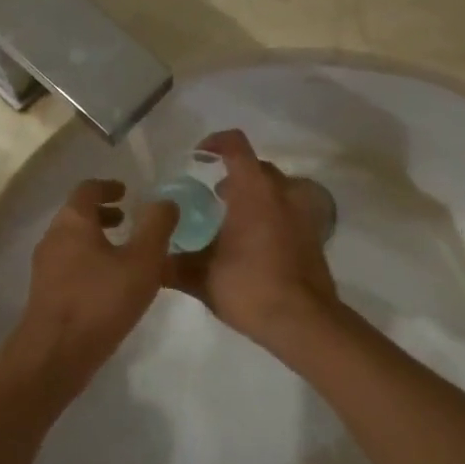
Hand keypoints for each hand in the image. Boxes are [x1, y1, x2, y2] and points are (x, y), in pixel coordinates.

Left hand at [10, 178, 178, 390]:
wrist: (56, 354)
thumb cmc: (101, 300)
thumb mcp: (142, 261)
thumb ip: (157, 227)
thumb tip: (165, 202)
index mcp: (72, 221)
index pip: (87, 189)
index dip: (109, 186)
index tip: (127, 192)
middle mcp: (53, 237)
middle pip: (78, 214)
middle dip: (104, 214)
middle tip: (129, 221)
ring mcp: (45, 267)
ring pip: (73, 241)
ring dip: (98, 240)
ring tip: (125, 254)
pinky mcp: (46, 293)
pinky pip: (70, 265)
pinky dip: (90, 262)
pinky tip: (111, 285)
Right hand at [162, 129, 339, 349]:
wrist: (303, 321)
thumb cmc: (250, 288)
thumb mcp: (202, 278)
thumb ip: (173, 265)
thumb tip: (150, 262)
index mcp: (253, 191)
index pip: (235, 145)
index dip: (215, 142)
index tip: (198, 155)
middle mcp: (282, 193)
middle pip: (257, 167)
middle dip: (233, 174)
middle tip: (211, 197)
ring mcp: (303, 213)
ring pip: (276, 189)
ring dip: (254, 195)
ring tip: (232, 221)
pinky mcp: (314, 235)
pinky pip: (289, 211)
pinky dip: (271, 215)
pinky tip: (254, 244)